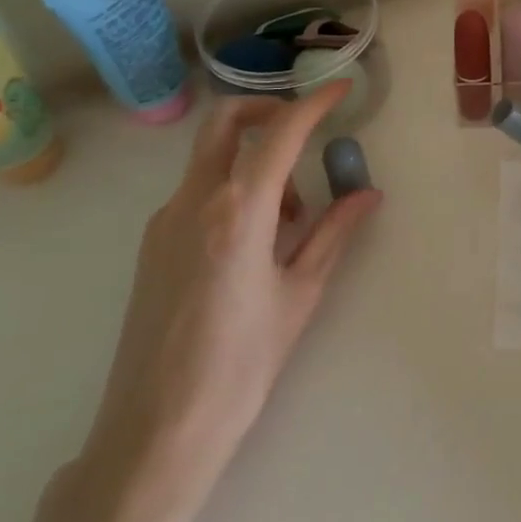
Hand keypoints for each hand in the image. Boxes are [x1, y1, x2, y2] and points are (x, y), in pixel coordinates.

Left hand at [82, 81, 380, 490]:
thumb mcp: (300, 295)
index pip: (279, 134)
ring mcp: (164, 221)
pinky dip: (233, 191)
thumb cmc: (241, 366)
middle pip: (225, 123)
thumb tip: (368, 194)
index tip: (340, 89)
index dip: (314, 103)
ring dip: (255, 162)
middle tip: (306, 133)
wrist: (156, 432)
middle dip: (268, 111)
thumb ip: (334, 234)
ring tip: (293, 220)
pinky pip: (198, 193)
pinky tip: (256, 242)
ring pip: (212, 159)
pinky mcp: (152, 245)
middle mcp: (193, 202)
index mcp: (237, 211)